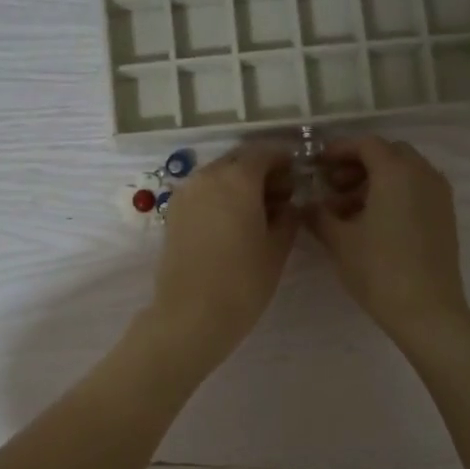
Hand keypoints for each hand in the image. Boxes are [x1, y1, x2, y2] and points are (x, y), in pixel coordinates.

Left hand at [145, 145, 296, 372]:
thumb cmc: (243, 281)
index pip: (263, 153)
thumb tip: (289, 204)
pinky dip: (219, 197)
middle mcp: (207, 177)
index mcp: (237, 178)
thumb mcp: (277, 248)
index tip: (296, 175)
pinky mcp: (173, 214)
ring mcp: (185, 194)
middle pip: (238, 161)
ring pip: (217, 176)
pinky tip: (233, 222)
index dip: (282, 160)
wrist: (191, 315)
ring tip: (258, 212)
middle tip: (281, 196)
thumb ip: (288, 217)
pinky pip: (202, 193)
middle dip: (260, 171)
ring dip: (238, 184)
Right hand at [306, 136, 469, 352]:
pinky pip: (417, 190)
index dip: (339, 149)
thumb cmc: (379, 270)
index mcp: (396, 172)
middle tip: (333, 186)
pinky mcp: (445, 216)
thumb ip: (319, 215)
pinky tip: (372, 222)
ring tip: (348, 209)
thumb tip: (306, 205)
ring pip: (404, 172)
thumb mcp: (339, 241)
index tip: (318, 164)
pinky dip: (394, 194)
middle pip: (388, 154)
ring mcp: (439, 195)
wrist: (427, 311)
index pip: (366, 144)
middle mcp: (423, 174)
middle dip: (358, 164)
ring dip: (375, 180)